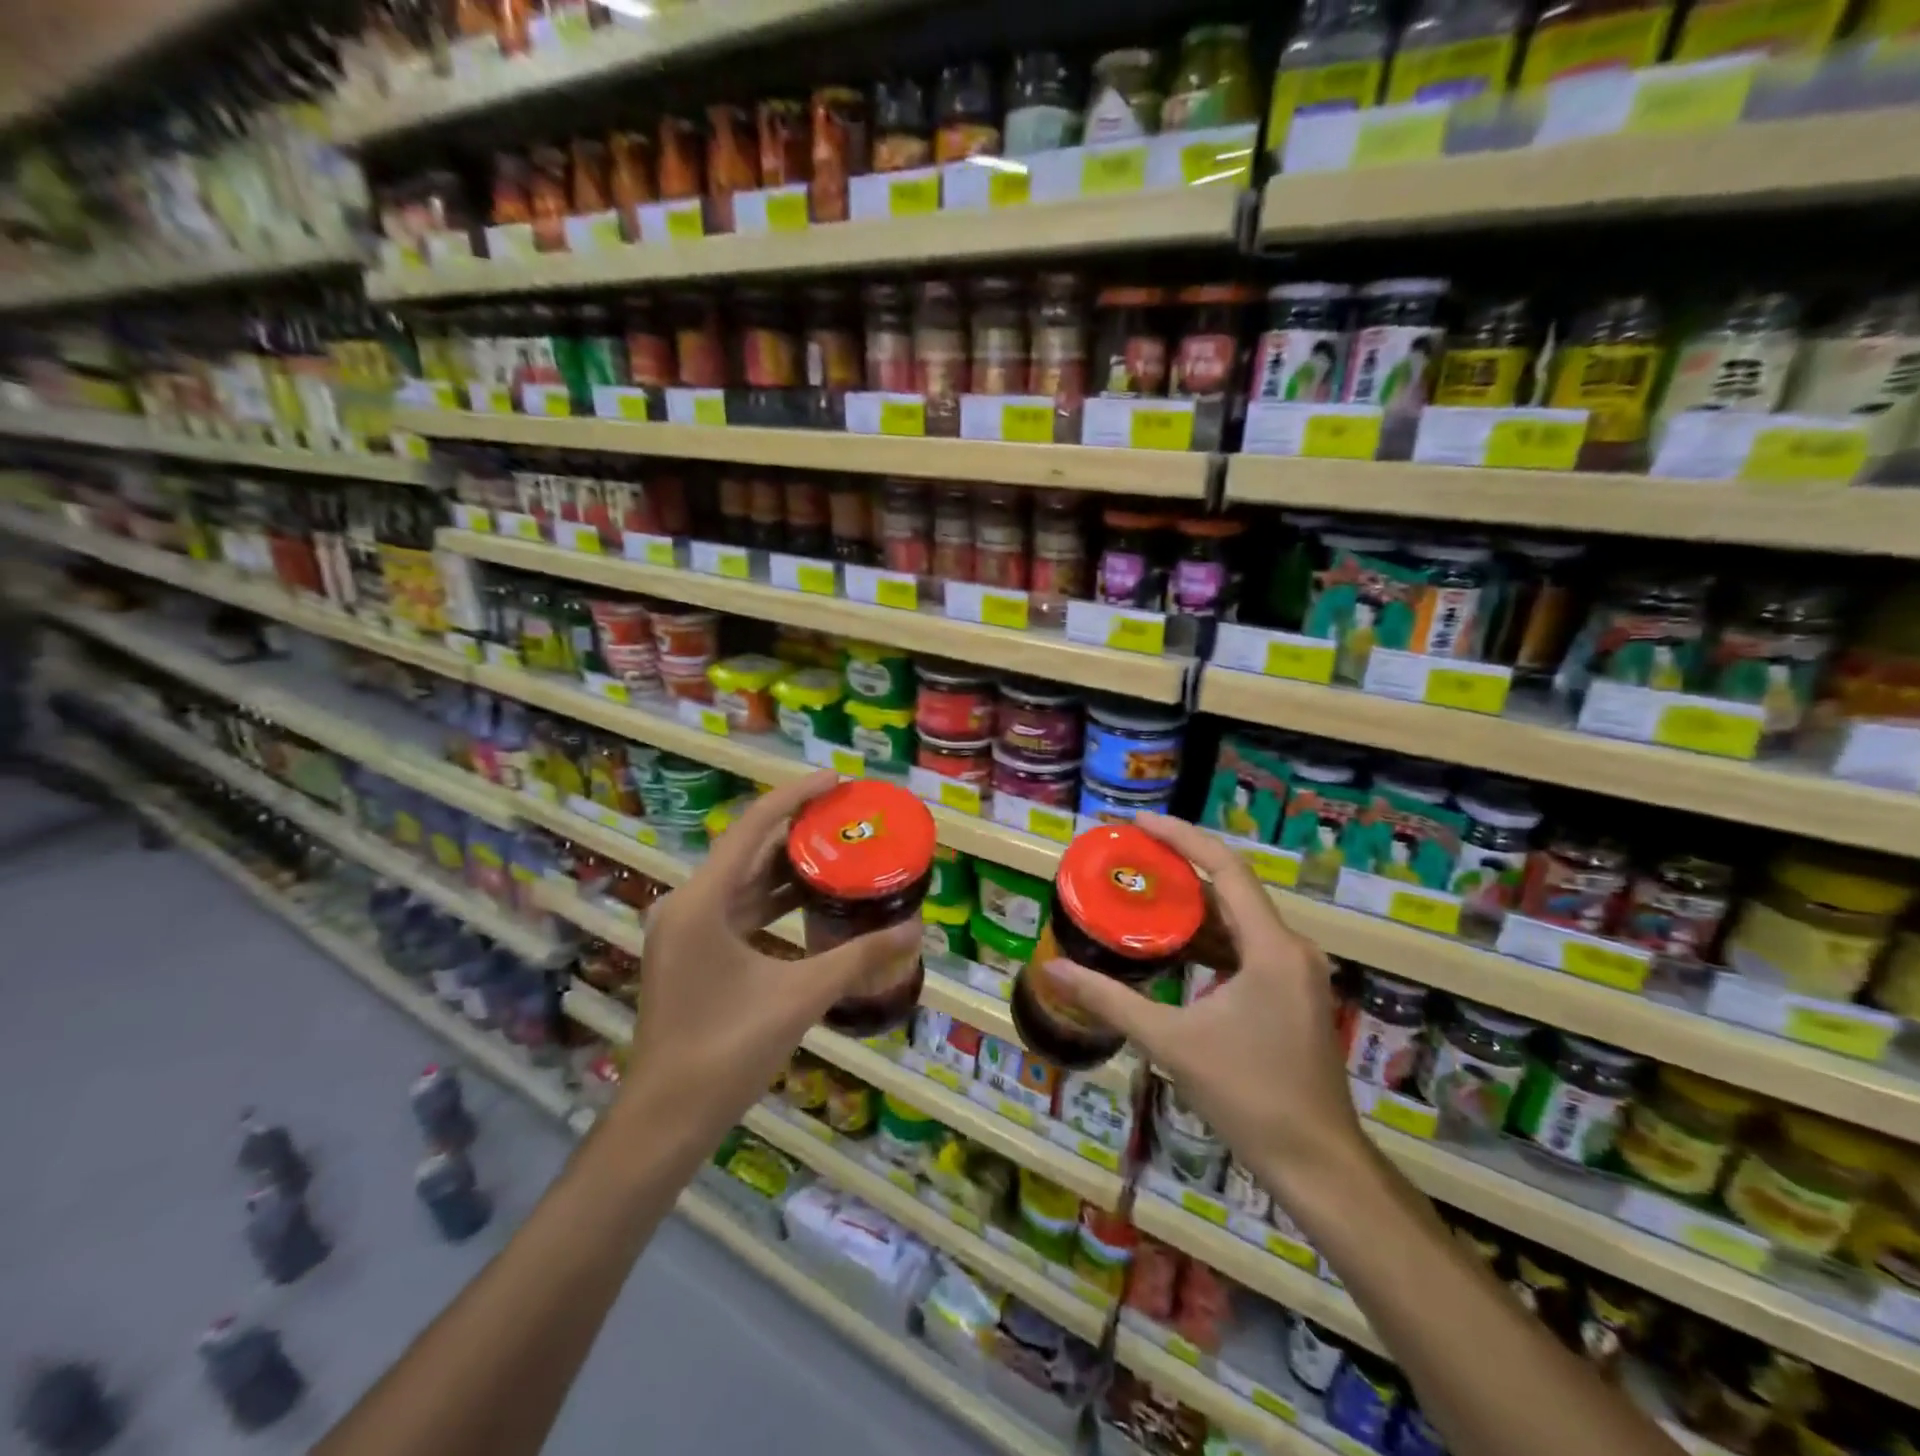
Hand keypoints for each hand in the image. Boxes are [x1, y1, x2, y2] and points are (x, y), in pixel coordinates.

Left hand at [621, 770, 920, 1140]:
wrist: (666, 1120)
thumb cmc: (727, 1051)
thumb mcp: (800, 997)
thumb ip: (859, 958)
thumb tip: (916, 930)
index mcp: (702, 901)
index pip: (753, 827)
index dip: (796, 797)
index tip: (838, 780)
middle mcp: (688, 905)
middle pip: (749, 850)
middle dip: (799, 831)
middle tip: (849, 818)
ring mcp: (687, 931)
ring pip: (744, 881)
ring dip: (788, 867)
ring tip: (840, 851)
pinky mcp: (693, 953)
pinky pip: (740, 909)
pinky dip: (776, 901)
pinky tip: (814, 903)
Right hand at [1037, 812, 1364, 1203]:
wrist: (1317, 1164)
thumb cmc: (1247, 1096)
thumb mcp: (1170, 1042)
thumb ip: (1109, 1000)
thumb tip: (1051, 969)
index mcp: (1271, 947)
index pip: (1226, 867)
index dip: (1181, 837)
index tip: (1137, 824)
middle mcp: (1290, 948)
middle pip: (1231, 887)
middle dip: (1179, 868)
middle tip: (1128, 858)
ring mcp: (1295, 972)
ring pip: (1238, 919)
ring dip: (1192, 905)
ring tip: (1140, 893)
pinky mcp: (1291, 994)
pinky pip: (1245, 946)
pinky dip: (1208, 938)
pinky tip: (1172, 945)